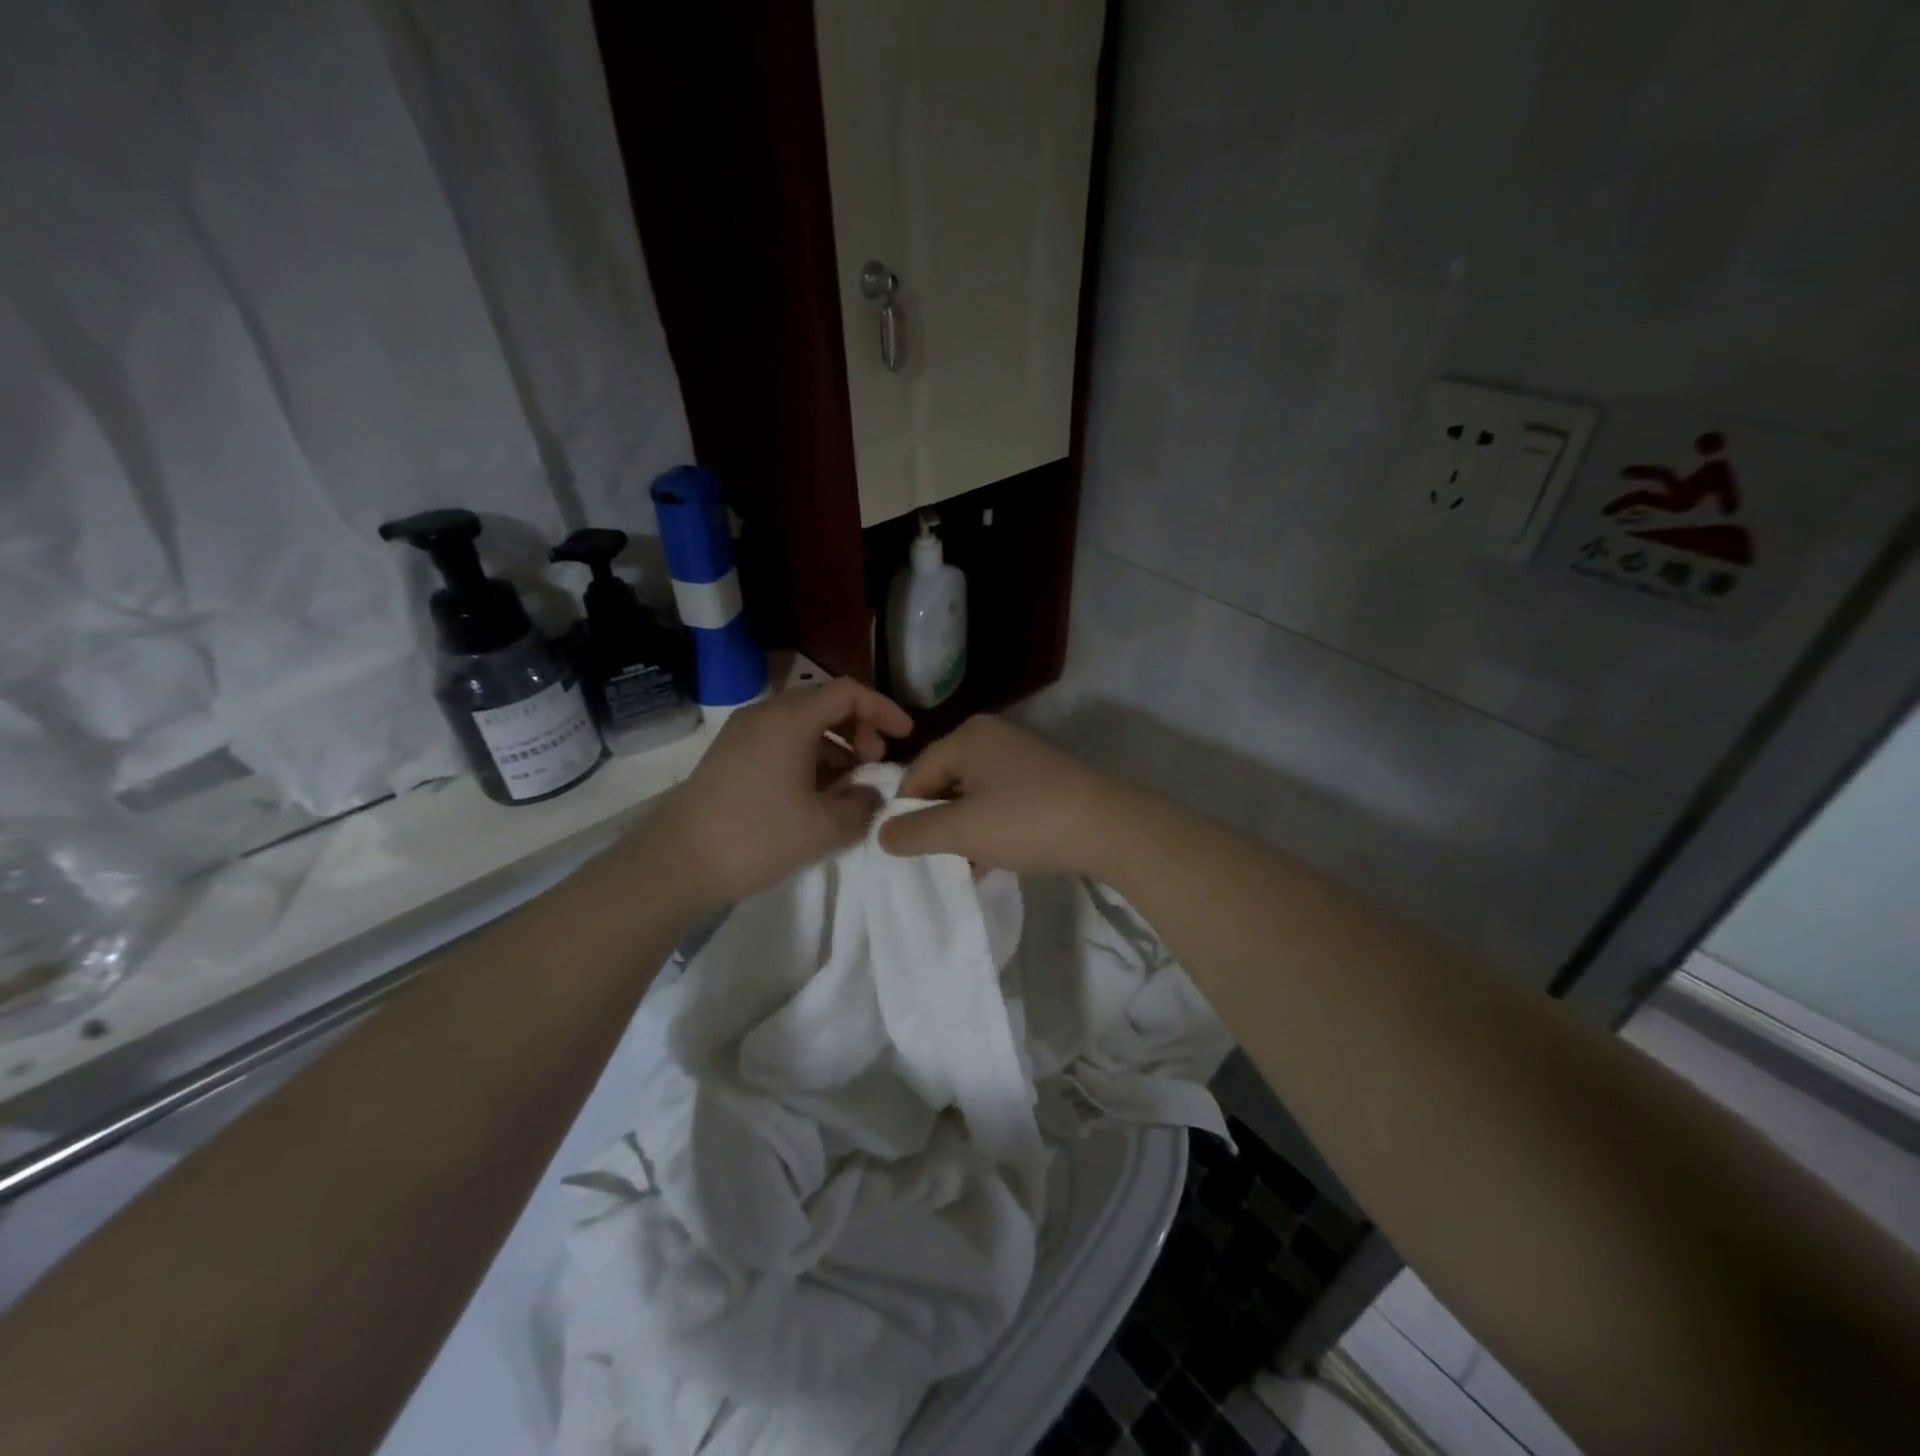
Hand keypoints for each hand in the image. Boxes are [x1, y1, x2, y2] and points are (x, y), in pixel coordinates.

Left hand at [649, 678, 911, 906]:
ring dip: (835, 747)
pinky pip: (781, 741)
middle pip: (825, 704)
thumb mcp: (826, 826)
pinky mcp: (730, 755)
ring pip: (803, 725)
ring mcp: (743, 733)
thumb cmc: (758, 837)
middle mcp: (765, 714)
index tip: (906, 736)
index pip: (848, 692)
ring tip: (850, 785)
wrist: (677, 863)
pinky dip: (809, 757)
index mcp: (790, 719)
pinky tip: (816, 794)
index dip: (884, 710)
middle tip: (875, 764)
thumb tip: (872, 792)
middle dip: (860, 729)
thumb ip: (863, 803)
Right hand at [879, 715, 1126, 876]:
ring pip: (972, 794)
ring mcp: (1020, 755)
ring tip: (966, 863)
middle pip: (944, 781)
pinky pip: (999, 799)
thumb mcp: (962, 831)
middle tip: (939, 858)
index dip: (907, 813)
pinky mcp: (1041, 777)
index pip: (917, 773)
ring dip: (964, 829)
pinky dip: (990, 825)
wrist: (1107, 829)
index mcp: (968, 736)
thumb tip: (882, 834)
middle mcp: (992, 736)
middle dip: (938, 822)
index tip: (909, 849)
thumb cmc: (1026, 822)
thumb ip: (915, 832)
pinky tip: (993, 857)